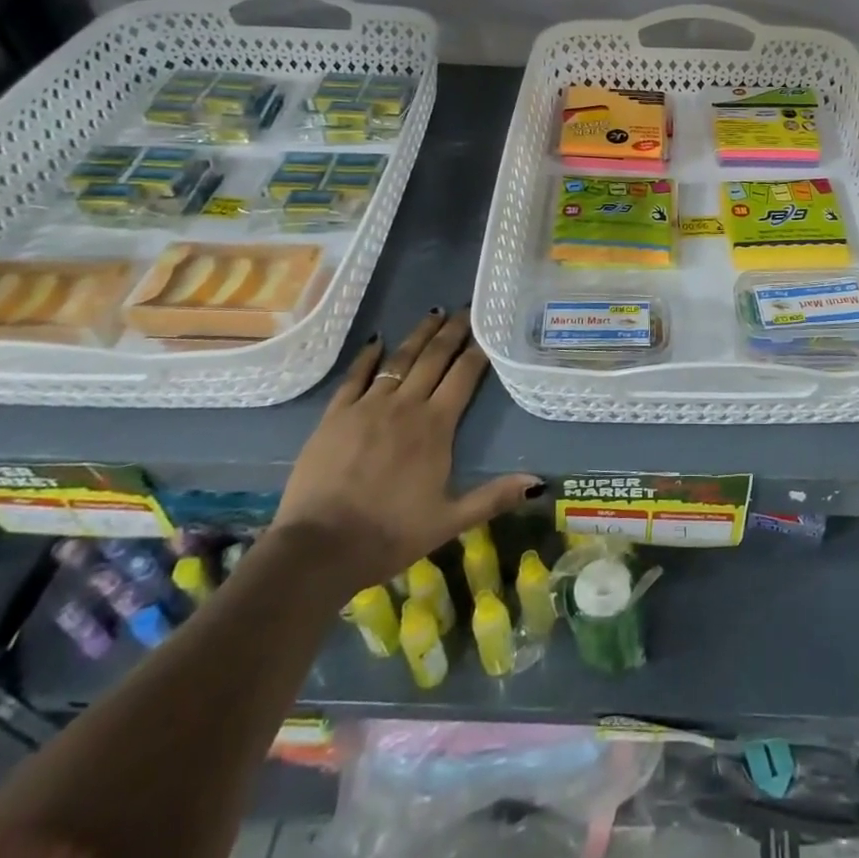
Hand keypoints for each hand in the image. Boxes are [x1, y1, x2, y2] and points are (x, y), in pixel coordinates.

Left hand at [272, 307, 540, 595]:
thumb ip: (494, 497)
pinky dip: (368, 356)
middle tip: (464, 308)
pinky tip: (377, 339)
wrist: (319, 549)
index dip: (477, 349)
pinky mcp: (336, 415)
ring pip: (399, 359)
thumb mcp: (449, 522)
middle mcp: (405, 405)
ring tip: (433, 313)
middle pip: (433, 358)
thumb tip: (539, 484)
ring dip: (419, 334)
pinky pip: (355, 376)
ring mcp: (367, 406)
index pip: (463, 375)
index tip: (487, 328)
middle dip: (452, 331)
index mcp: (436, 426)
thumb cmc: (389, 535)